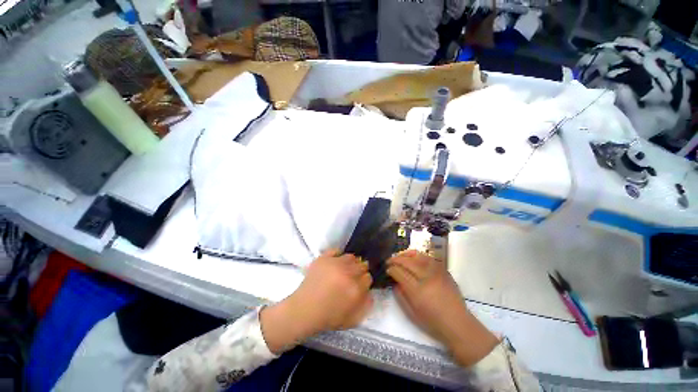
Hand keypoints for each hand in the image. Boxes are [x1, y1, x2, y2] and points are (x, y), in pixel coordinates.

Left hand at [261, 249, 372, 353]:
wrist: (304, 310)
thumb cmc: (328, 317)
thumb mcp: (351, 319)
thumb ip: (365, 305)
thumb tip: (370, 292)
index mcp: (355, 289)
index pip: (368, 277)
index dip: (364, 281)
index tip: (360, 284)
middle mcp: (348, 273)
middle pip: (362, 265)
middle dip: (359, 271)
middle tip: (352, 276)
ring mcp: (335, 263)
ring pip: (351, 257)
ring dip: (350, 263)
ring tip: (344, 269)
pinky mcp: (324, 258)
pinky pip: (336, 250)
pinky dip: (338, 255)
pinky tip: (336, 261)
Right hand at [387, 250, 498, 366]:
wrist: (458, 324)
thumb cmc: (433, 322)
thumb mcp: (411, 313)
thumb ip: (400, 295)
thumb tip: (395, 281)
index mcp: (418, 291)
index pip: (399, 272)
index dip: (391, 269)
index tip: (387, 269)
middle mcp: (427, 278)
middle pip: (407, 261)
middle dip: (395, 259)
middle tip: (389, 261)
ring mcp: (437, 272)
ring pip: (418, 255)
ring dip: (406, 254)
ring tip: (399, 257)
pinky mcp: (444, 270)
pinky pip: (428, 257)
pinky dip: (418, 256)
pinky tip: (413, 258)